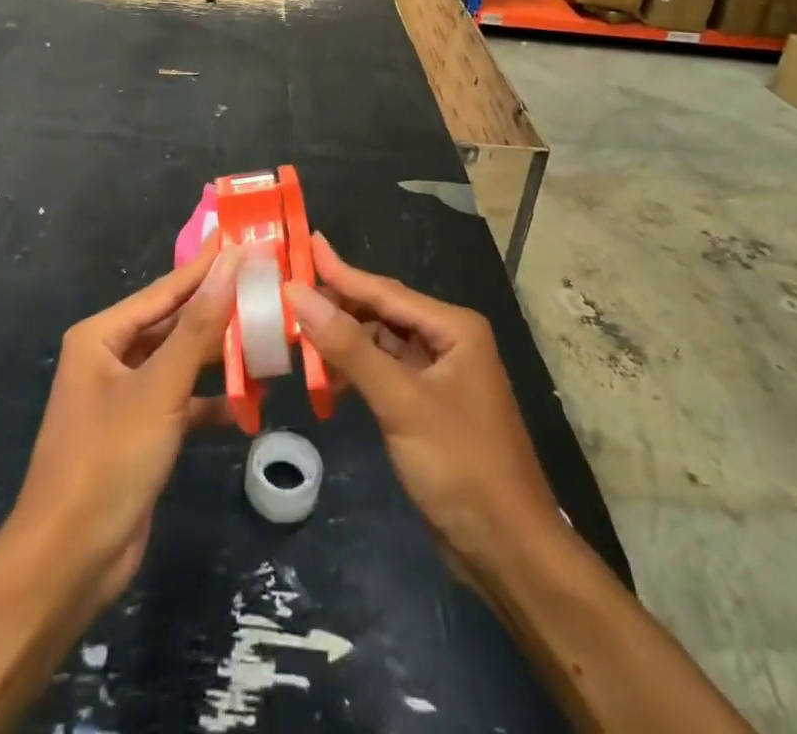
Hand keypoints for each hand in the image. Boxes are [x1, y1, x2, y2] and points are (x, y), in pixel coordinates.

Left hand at [7, 238, 241, 608]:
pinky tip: (252, 400)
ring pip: (183, 362)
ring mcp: (128, 396)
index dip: (209, 266)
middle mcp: (112, 357)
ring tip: (272, 338)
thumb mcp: (159, 387)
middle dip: (220, 311)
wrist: (69, 563)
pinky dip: (213, 400)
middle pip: (176, 323)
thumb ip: (199, 325)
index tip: (249, 241)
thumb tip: (231, 262)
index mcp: (103, 335)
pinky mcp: (142, 432)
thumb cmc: (108, 460)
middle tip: (270, 288)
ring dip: (221, 357)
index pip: (167, 289)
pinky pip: (184, 400)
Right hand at [288, 234, 559, 585]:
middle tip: (289, 291)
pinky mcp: (427, 407)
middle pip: (382, 313)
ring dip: (343, 342)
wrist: (508, 552)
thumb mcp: (400, 401)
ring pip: (381, 345)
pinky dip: (355, 373)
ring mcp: (439, 376)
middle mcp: (448, 342)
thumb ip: (348, 347)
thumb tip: (298, 294)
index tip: (305, 244)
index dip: (340, 271)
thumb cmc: (461, 465)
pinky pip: (384, 374)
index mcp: (453, 328)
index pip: (385, 291)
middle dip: (338, 305)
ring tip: (297, 332)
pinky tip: (326, 379)